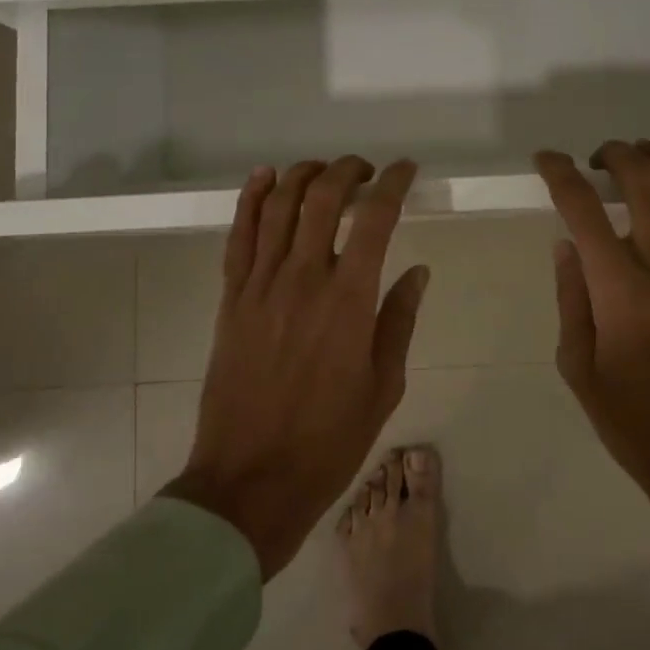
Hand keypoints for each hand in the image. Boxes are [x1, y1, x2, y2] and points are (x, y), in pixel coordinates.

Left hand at [165, 158, 428, 579]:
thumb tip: (417, 271)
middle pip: (322, 198)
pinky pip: (239, 235)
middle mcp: (304, 278)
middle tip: (365, 171)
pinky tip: (264, 178)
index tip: (404, 170)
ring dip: (303, 175)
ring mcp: (261, 285)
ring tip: (323, 171)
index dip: (392, 183)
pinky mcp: (231, 298)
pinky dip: (251, 199)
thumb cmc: (329, 440)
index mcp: (349, 300)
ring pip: (279, 206)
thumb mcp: (383, 385)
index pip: (375, 219)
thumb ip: (399, 320)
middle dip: (348, 170)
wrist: (250, 479)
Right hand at [536, 142, 649, 625]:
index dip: (559, 173)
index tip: (546, 159)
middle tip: (595, 161)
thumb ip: (571, 298)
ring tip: (640, 155)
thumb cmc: (633, 421)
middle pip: (643, 181)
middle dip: (615, 154)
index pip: (582, 209)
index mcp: (618, 289)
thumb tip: (567, 244)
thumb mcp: (578, 366)